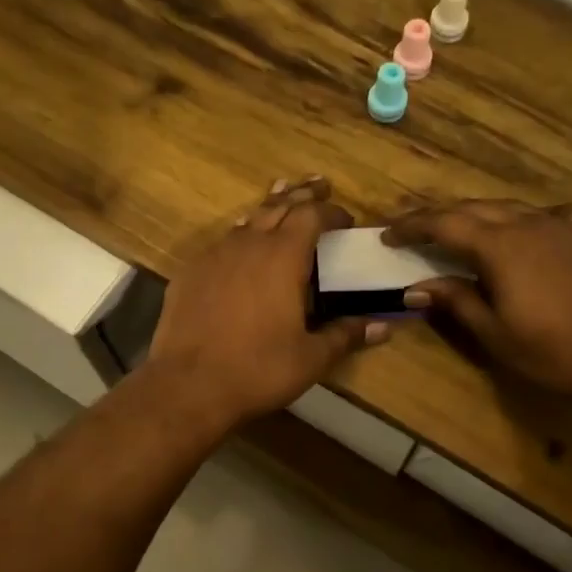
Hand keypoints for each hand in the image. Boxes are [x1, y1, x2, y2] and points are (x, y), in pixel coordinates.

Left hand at [148, 177, 389, 426]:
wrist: (188, 386)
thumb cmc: (258, 370)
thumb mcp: (311, 357)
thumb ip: (346, 335)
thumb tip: (384, 326)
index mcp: (283, 257)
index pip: (311, 215)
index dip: (331, 212)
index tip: (346, 220)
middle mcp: (248, 244)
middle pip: (278, 206)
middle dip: (301, 195)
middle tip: (318, 185)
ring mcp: (213, 256)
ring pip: (246, 220)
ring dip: (268, 210)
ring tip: (281, 200)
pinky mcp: (189, 273)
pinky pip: (221, 243)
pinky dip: (239, 237)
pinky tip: (240, 249)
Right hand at [383, 199, 571, 409]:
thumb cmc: (555, 354)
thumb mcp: (495, 334)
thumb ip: (455, 301)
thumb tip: (415, 286)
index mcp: (501, 245)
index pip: (444, 223)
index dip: (412, 226)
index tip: (387, 234)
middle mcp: (530, 222)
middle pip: (474, 208)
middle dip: (439, 217)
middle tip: (414, 232)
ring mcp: (563, 224)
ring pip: (508, 208)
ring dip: (477, 217)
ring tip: (459, 235)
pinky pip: (541, 215)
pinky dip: (517, 221)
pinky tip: (518, 238)